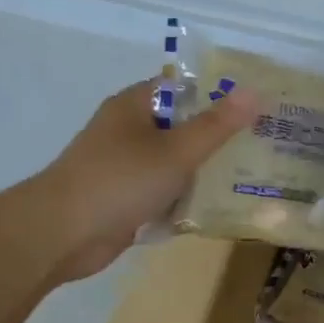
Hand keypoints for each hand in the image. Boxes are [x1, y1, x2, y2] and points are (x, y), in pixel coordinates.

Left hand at [16, 80, 257, 284]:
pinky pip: (164, 192)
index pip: (184, 87)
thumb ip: (216, 125)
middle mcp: (129, 130)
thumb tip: (254, 91)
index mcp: (135, 106)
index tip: (256, 107)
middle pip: (182, 126)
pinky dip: (185, 198)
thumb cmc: (119, 181)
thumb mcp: (176, 151)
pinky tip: (217, 208)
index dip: (219, 93)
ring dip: (204, 171)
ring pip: (175, 162)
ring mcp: (125, 166)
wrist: (61, 235)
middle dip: (218, 137)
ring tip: (250, 177)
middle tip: (262, 145)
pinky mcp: (124, 199)